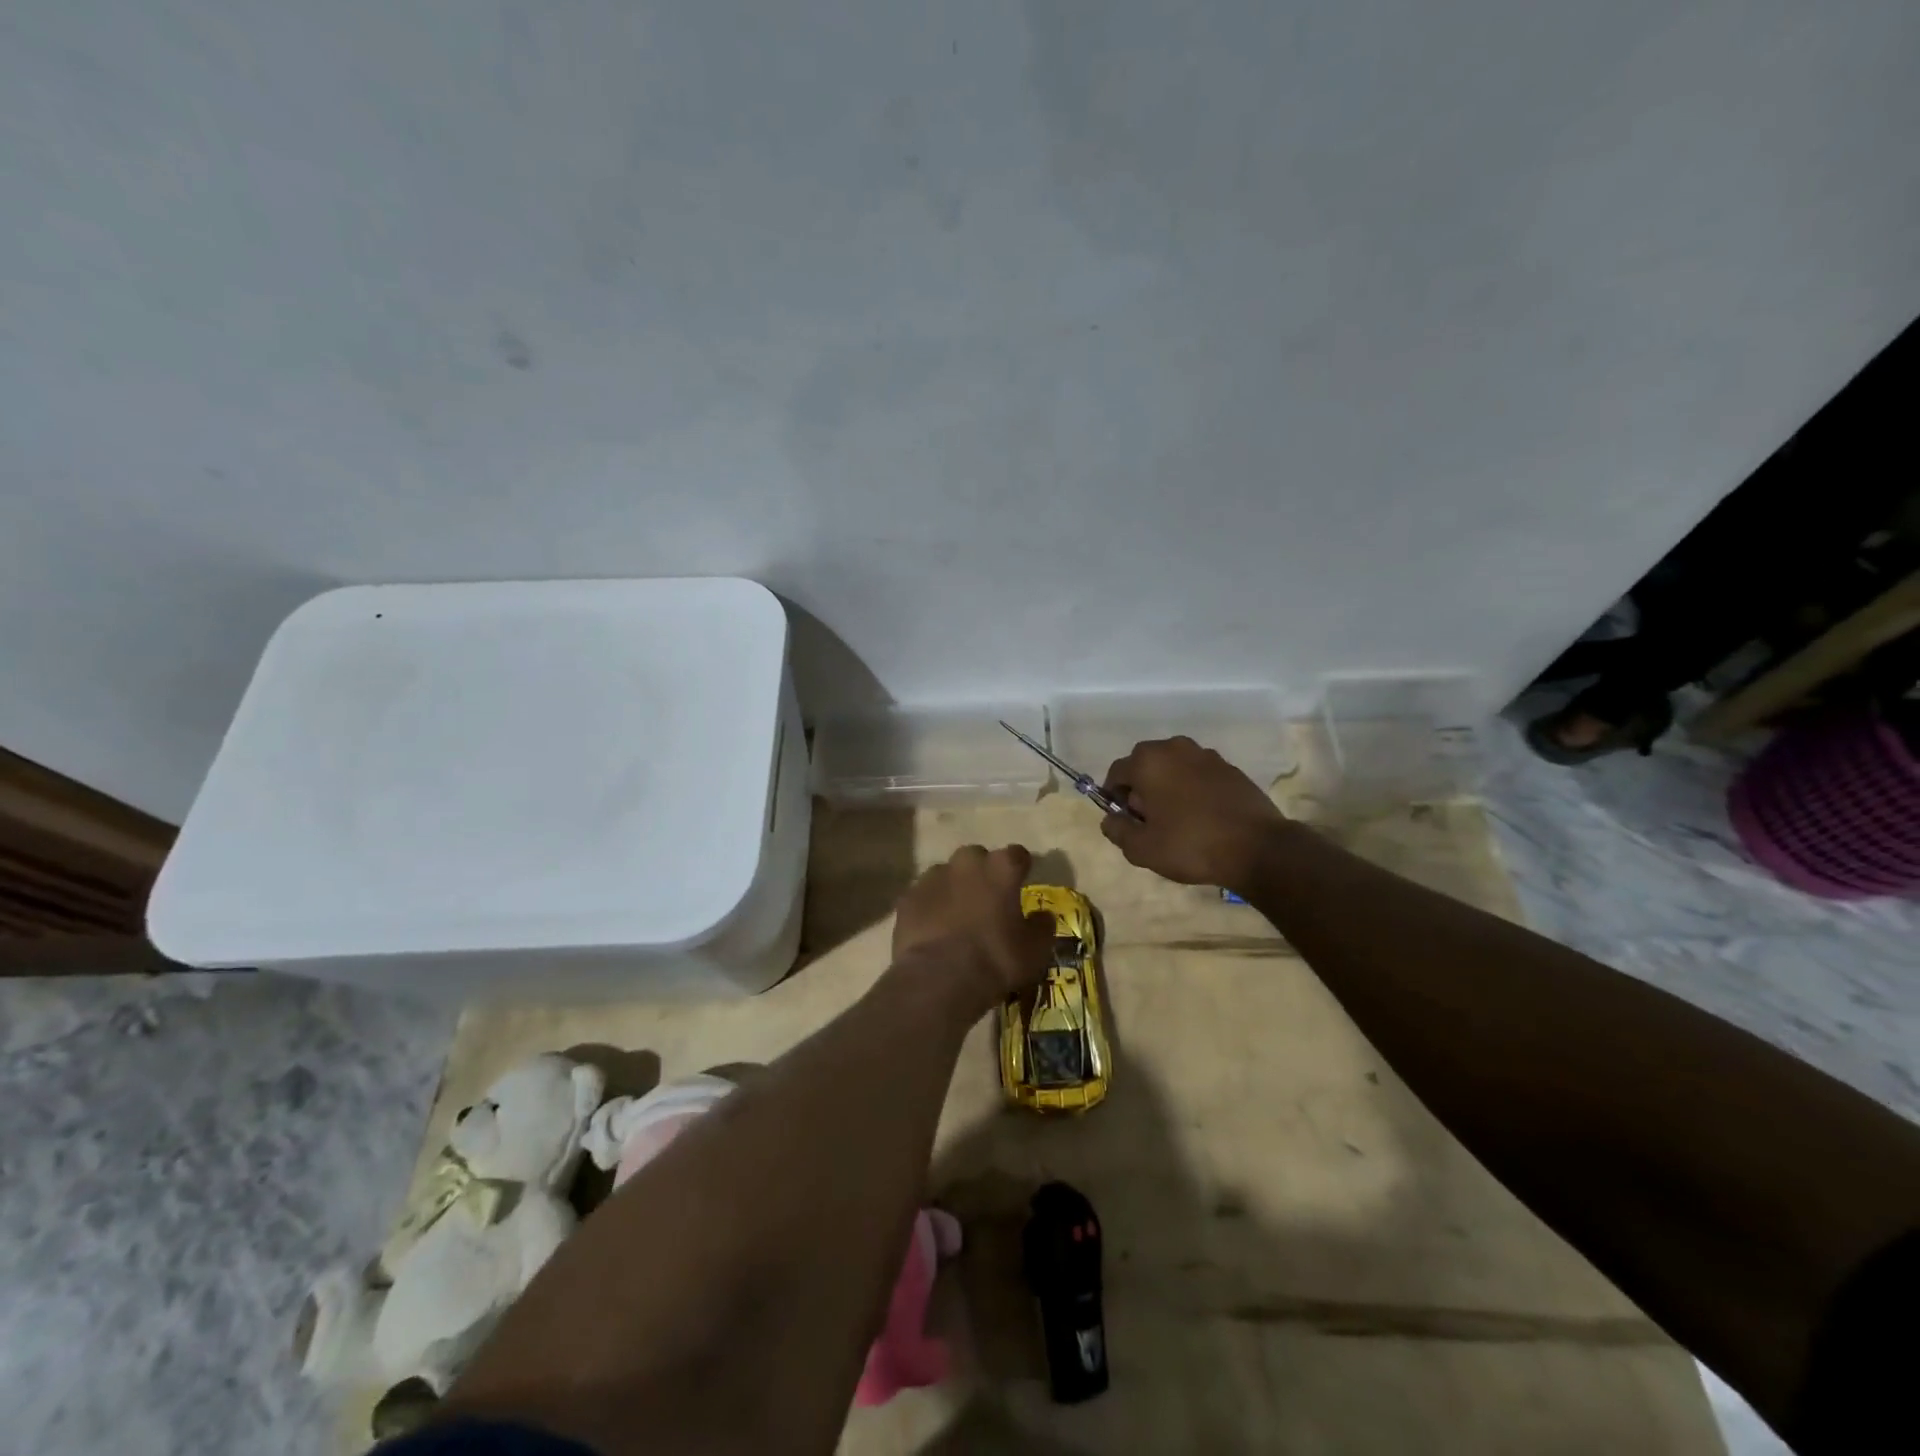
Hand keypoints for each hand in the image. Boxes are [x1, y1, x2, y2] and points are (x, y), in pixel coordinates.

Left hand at [892, 844, 1054, 1005]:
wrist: (939, 978)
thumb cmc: (995, 959)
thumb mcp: (1034, 950)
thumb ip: (1042, 927)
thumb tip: (1043, 916)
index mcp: (1001, 868)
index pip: (1018, 855)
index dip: (1021, 868)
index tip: (1022, 882)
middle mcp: (967, 862)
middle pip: (978, 858)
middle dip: (983, 873)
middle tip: (988, 900)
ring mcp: (932, 877)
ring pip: (947, 874)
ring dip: (954, 888)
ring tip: (957, 917)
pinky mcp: (908, 896)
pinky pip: (924, 895)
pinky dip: (930, 906)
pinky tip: (933, 929)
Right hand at [1100, 737, 1288, 890]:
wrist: (1258, 848)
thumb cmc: (1190, 845)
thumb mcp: (1142, 848)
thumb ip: (1117, 830)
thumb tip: (1110, 819)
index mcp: (1148, 761)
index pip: (1116, 773)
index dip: (1114, 797)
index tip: (1124, 821)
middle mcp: (1175, 748)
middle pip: (1145, 766)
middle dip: (1141, 789)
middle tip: (1149, 822)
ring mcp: (1206, 755)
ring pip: (1173, 768)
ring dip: (1167, 787)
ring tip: (1177, 820)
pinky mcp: (1230, 768)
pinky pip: (1198, 775)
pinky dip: (1193, 789)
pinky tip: (1202, 817)